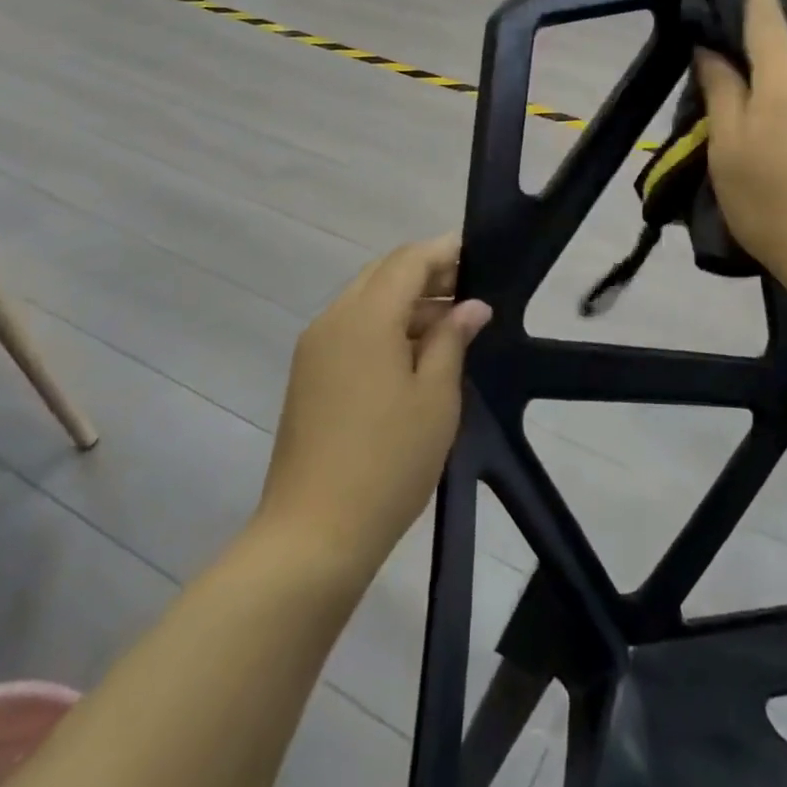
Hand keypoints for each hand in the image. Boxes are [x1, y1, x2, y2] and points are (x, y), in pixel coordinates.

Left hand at [257, 238, 490, 573]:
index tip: (478, 256)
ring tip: (451, 327)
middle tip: (469, 294)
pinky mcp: (308, 376)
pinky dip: (384, 327)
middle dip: (426, 275)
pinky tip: (414, 355)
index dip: (444, 252)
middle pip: (383, 275)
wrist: (313, 534)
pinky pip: (351, 330)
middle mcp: (333, 319)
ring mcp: (315, 348)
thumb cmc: (387, 460)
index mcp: (365, 317)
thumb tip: (471, 306)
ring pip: (366, 301)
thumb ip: (452, 339)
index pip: (408, 261)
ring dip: (406, 303)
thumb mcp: (435, 397)